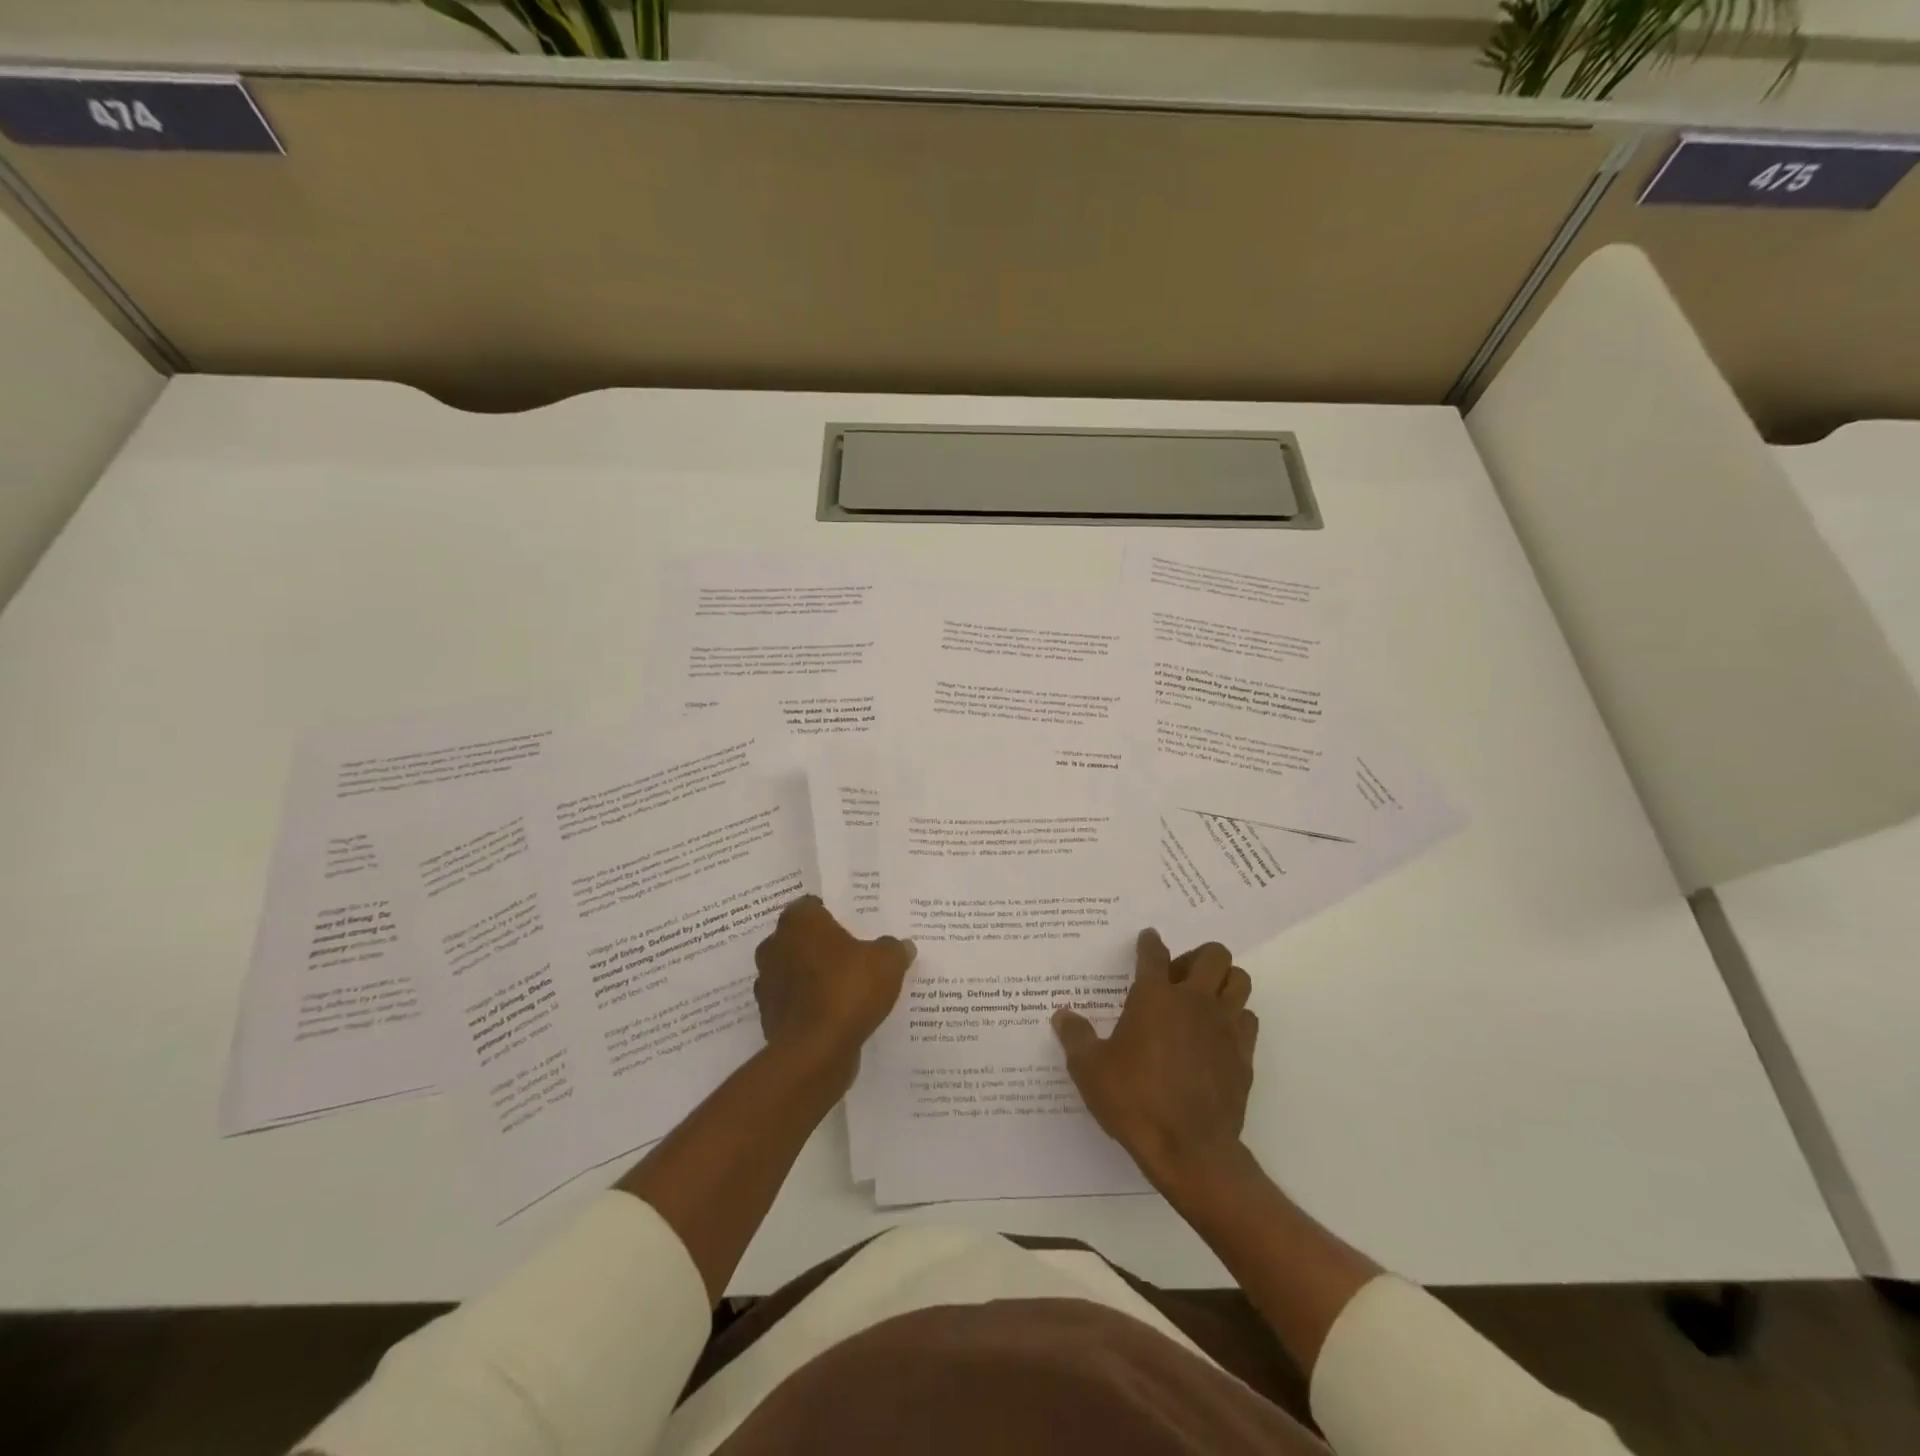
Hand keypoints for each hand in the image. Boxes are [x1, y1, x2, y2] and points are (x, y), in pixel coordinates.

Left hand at [753, 896, 914, 1083]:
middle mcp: (775, 946)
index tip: (855, 927)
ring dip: (813, 977)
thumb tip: (902, 946)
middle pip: (802, 938)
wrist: (815, 1052)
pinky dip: (809, 1005)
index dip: (834, 915)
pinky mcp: (768, 1015)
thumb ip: (894, 948)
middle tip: (853, 955)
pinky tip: (835, 1015)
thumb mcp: (887, 962)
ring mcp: (767, 982)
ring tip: (846, 987)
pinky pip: (794, 1002)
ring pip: (795, 971)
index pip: (813, 906)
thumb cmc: (848, 990)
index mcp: (799, 921)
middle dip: (823, 946)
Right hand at [1053, 929, 1257, 1191]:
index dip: (1149, 942)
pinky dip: (1235, 1018)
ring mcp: (1225, 1026)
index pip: (1153, 953)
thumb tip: (1062, 1015)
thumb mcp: (1090, 1069)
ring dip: (1223, 982)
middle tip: (1178, 976)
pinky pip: (1247, 1020)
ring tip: (1202, 1000)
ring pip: (1239, 981)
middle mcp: (1194, 1001)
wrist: (1191, 1150)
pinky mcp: (1244, 1055)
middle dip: (1197, 956)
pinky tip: (1216, 1036)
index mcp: (1154, 997)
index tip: (1148, 938)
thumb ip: (1075, 1036)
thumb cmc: (1135, 1101)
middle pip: (1213, 955)